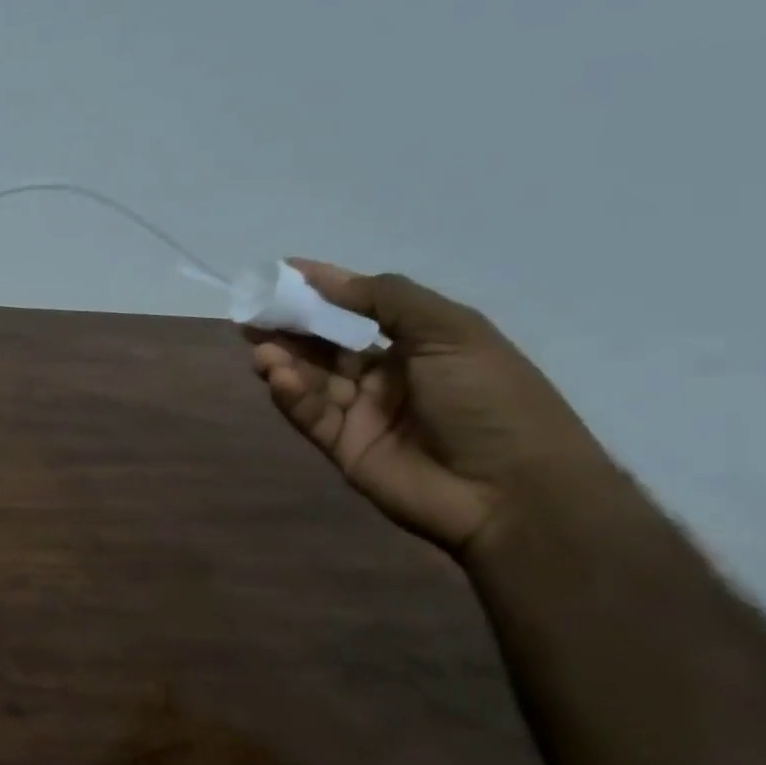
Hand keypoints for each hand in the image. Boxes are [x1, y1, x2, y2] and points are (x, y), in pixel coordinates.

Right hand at [248, 262, 614, 556]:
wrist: (513, 492)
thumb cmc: (491, 399)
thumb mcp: (450, 332)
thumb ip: (385, 299)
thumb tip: (324, 277)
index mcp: (420, 344)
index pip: (359, 308)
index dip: (323, 289)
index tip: (281, 272)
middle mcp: (388, 374)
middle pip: (325, 343)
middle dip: (290, 325)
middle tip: (252, 313)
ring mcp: (363, 412)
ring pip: (311, 378)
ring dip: (284, 360)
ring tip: (262, 350)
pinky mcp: (343, 446)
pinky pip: (310, 414)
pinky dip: (292, 395)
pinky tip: (280, 379)